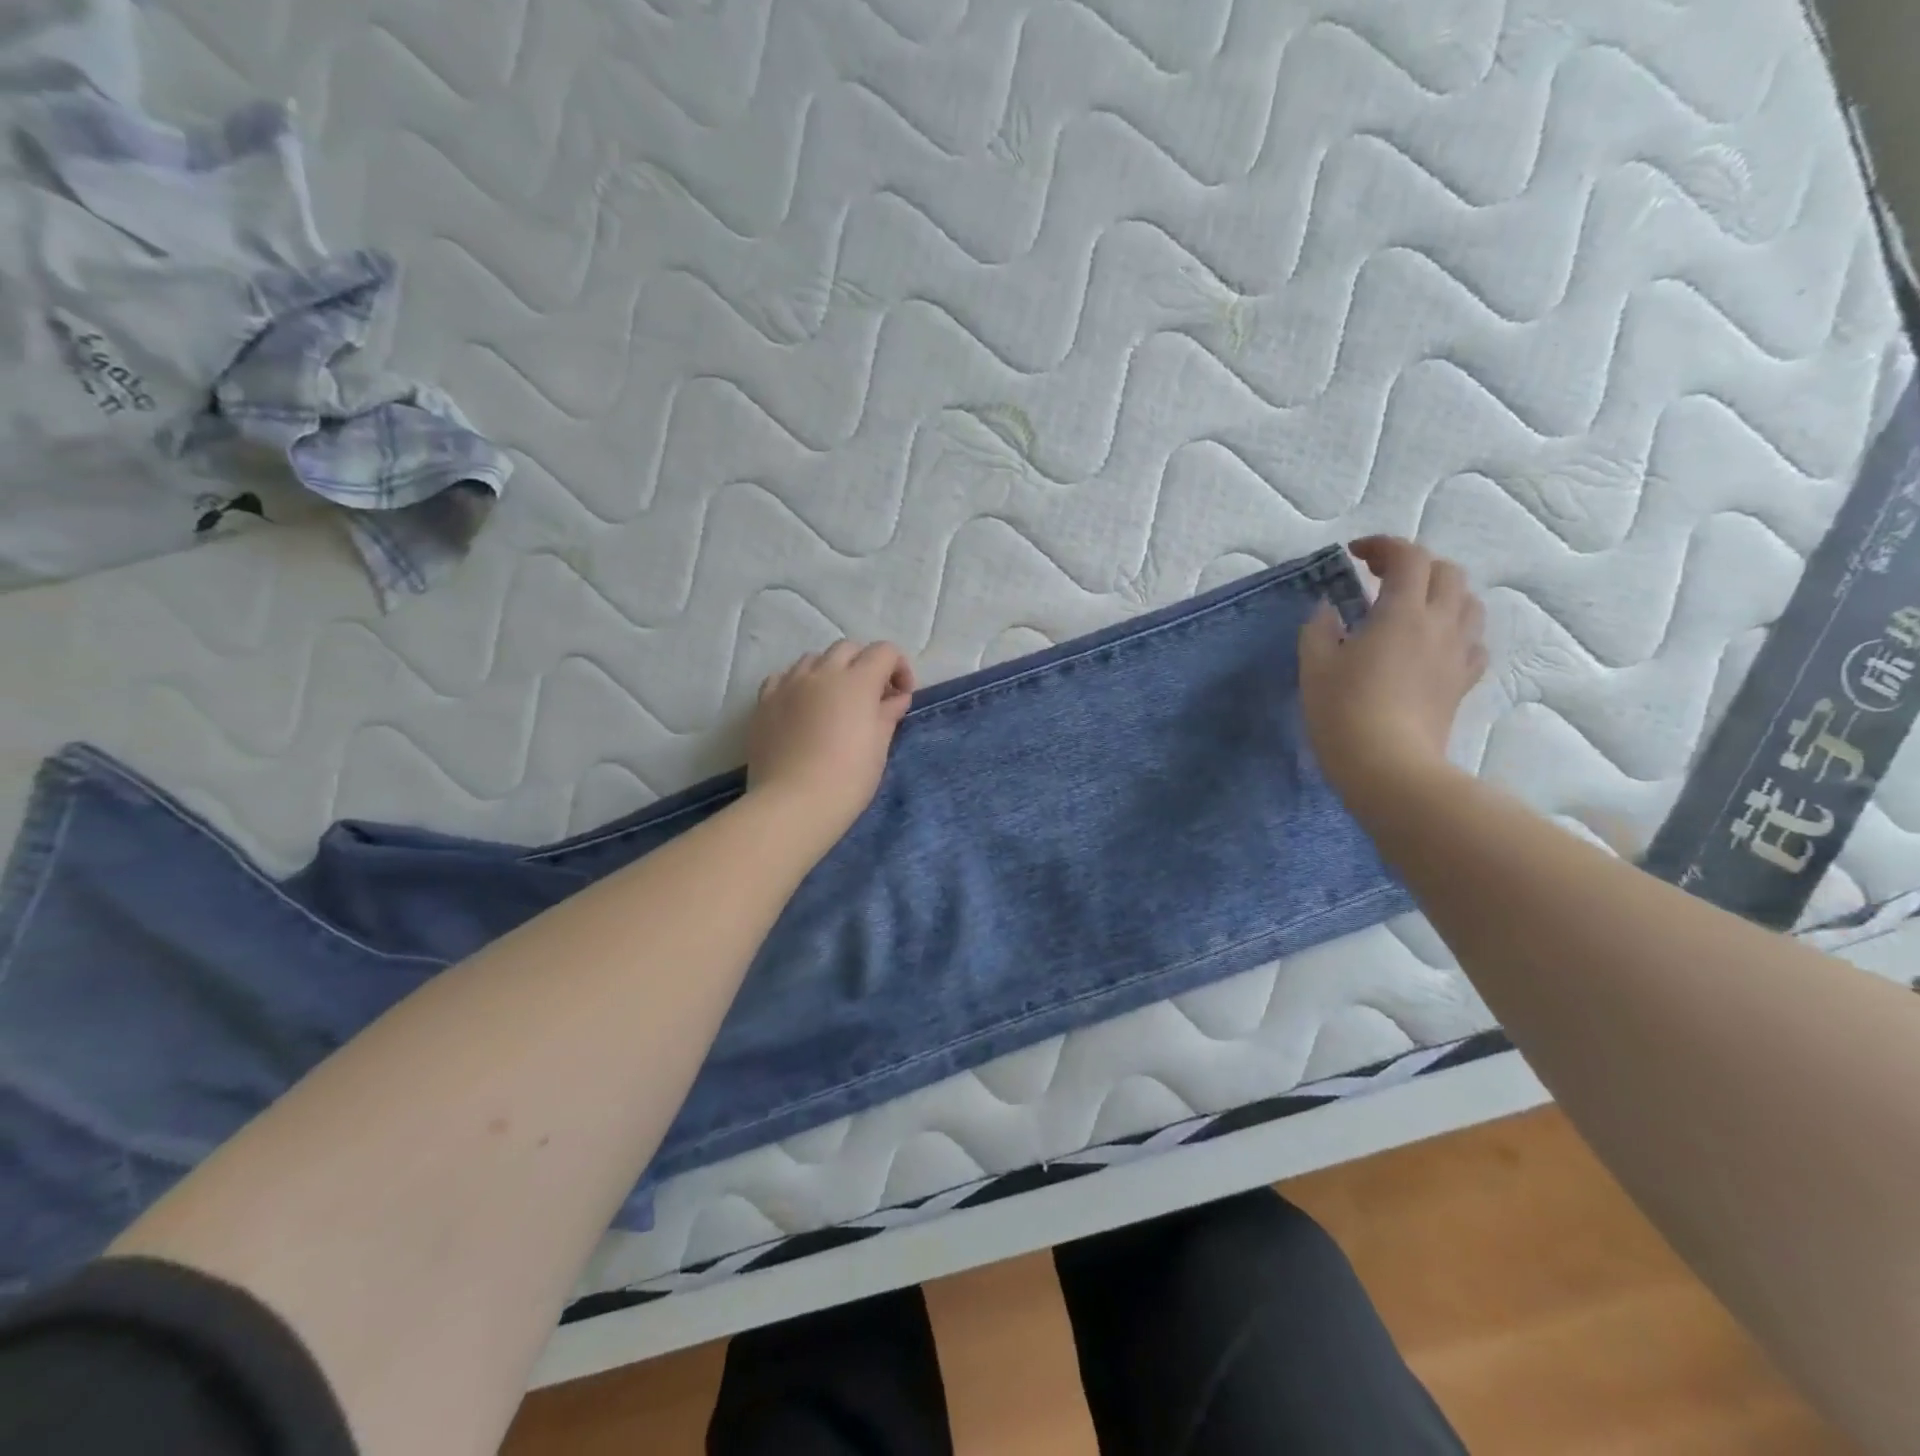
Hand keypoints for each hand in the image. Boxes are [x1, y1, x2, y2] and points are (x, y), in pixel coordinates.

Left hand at [747, 640, 915, 849]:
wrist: (793, 804)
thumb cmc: (848, 778)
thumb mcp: (878, 746)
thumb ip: (888, 714)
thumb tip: (896, 697)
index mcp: (857, 681)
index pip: (884, 651)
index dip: (898, 667)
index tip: (900, 695)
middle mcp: (822, 673)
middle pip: (848, 649)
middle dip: (865, 665)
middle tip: (871, 697)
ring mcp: (789, 684)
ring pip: (814, 659)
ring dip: (831, 671)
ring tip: (834, 701)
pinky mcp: (764, 701)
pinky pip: (783, 677)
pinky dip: (799, 683)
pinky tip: (802, 706)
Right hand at [1298, 537, 1486, 807]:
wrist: (1388, 766)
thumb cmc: (1343, 711)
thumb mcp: (1314, 666)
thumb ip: (1319, 629)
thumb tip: (1329, 610)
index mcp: (1402, 612)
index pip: (1409, 557)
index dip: (1384, 546)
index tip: (1355, 555)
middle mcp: (1440, 624)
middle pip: (1446, 573)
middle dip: (1415, 565)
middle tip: (1380, 577)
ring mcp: (1457, 655)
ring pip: (1468, 604)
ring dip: (1441, 593)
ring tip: (1410, 606)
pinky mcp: (1462, 683)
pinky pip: (1472, 642)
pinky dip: (1454, 630)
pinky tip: (1432, 644)